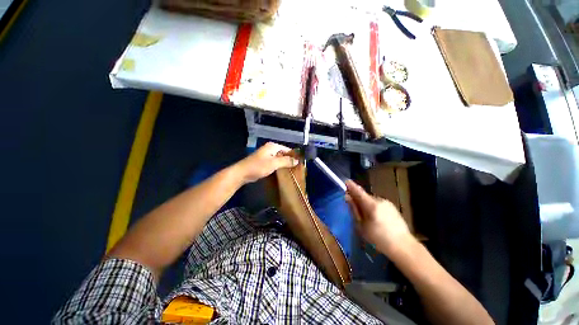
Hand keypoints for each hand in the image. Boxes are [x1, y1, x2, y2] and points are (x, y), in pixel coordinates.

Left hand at [236, 142, 298, 183]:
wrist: (242, 173)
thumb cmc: (258, 166)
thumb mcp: (274, 163)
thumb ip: (286, 161)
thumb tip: (297, 160)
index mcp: (272, 146)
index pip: (287, 149)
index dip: (293, 155)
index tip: (300, 163)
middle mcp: (270, 149)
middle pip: (283, 154)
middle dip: (289, 160)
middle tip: (297, 168)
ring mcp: (266, 155)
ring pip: (279, 159)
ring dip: (284, 164)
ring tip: (292, 171)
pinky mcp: (264, 162)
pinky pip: (274, 163)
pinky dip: (279, 166)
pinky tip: (283, 172)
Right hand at [345, 180, 412, 255]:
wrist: (404, 247)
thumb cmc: (379, 239)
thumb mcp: (361, 226)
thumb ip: (354, 210)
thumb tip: (348, 197)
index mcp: (371, 205)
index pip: (358, 191)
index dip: (351, 186)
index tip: (345, 181)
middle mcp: (380, 200)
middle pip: (365, 196)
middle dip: (358, 198)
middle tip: (353, 207)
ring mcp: (388, 203)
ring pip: (371, 200)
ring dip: (366, 204)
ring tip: (365, 217)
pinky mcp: (393, 207)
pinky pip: (378, 204)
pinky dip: (373, 207)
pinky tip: (375, 219)